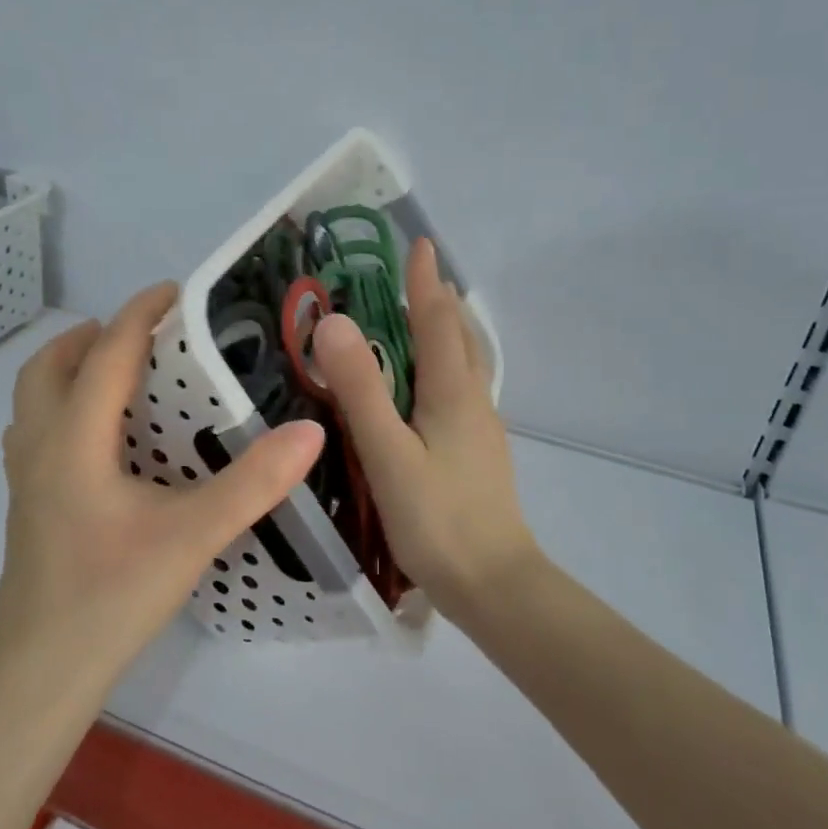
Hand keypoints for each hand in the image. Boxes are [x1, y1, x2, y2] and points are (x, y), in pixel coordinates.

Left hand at [0, 283, 325, 689]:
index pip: (106, 353)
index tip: (176, 292)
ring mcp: (25, 480)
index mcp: (73, 438)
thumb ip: (252, 483)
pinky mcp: (28, 508)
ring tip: (121, 378)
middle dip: (92, 336)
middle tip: (143, 335)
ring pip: (33, 399)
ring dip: (70, 371)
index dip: (140, 313)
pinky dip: (63, 410)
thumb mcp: (191, 536)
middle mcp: (40, 447)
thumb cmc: (111, 596)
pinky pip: (37, 433)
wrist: (42, 673)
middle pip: (49, 366)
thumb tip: (309, 431)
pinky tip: (104, 444)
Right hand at [315, 239, 538, 617]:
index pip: (437, 320)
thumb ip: (361, 389)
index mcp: (452, 392)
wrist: (494, 584)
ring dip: (446, 333)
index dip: (424, 282)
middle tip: (413, 278)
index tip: (419, 244)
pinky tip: (428, 388)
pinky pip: (462, 391)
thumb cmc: (437, 518)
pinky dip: (445, 367)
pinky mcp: (478, 454)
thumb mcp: (388, 452)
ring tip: (423, 321)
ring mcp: (481, 430)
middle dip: (439, 301)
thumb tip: (333, 321)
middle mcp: (473, 401)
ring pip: (466, 365)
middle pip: (460, 337)